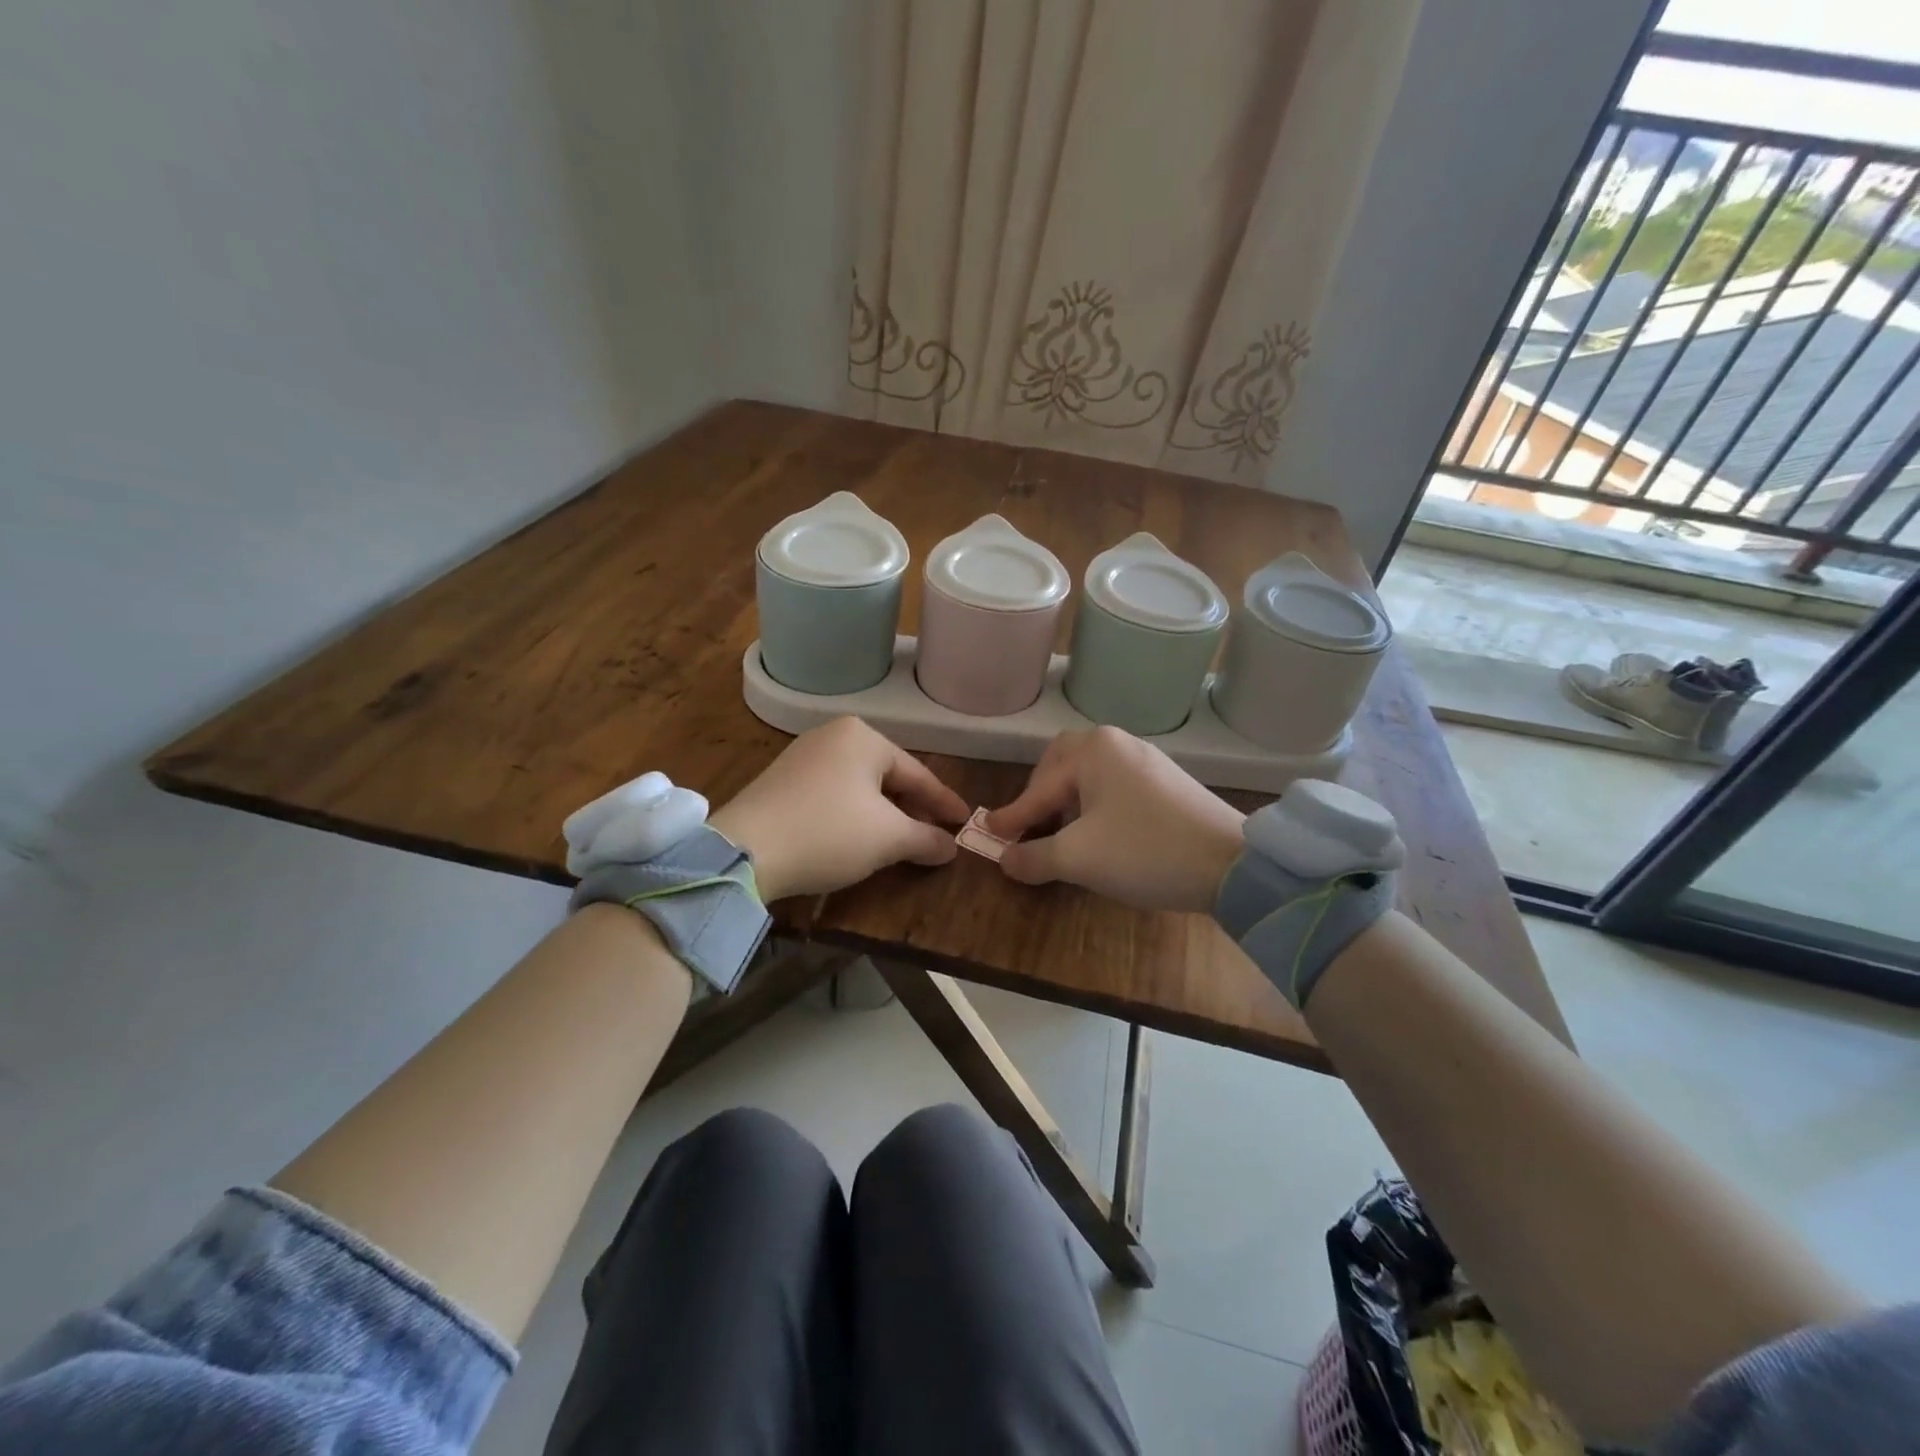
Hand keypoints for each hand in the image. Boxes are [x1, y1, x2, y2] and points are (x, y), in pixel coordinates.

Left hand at [708, 717, 969, 900]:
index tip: (965, 822)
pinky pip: (834, 794)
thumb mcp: (889, 839)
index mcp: (864, 737)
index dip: (944, 803)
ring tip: (902, 842)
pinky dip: (855, 816)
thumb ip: (927, 839)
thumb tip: (951, 848)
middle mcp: (833, 736)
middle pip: (889, 777)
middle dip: (913, 810)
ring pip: (860, 787)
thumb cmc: (829, 833)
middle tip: (935, 837)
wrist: (744, 851)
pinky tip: (861, 839)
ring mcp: (803, 756)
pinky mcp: (782, 780)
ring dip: (885, 816)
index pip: (918, 774)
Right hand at [985, 726, 1245, 913]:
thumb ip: (1033, 857)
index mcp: (1093, 750)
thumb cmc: (1145, 852)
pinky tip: (1098, 833)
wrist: (1233, 864)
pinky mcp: (1167, 782)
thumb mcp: (1078, 859)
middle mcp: (1118, 744)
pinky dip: (1095, 806)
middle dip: (1040, 795)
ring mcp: (1146, 761)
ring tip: (1060, 834)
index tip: (989, 834)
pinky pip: (1115, 786)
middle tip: (1028, 826)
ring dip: (1067, 802)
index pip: (1039, 788)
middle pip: (1062, 764)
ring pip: (1090, 776)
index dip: (1012, 817)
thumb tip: (1005, 860)